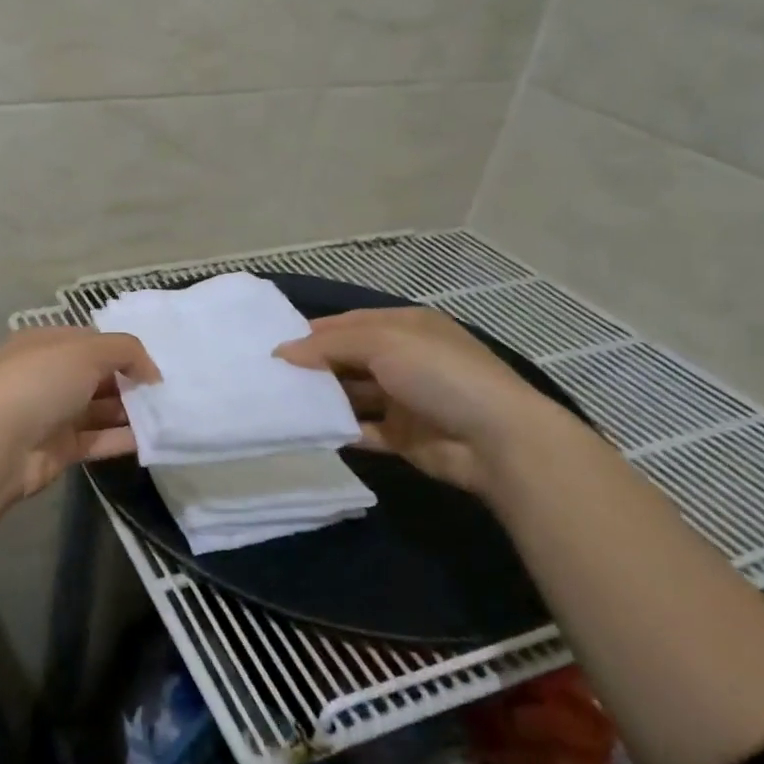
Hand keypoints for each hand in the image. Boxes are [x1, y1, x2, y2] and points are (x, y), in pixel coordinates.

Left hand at [0, 328, 159, 500]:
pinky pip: (98, 440)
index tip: (155, 365)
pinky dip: (123, 439)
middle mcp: (47, 376)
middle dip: (130, 382)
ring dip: (131, 412)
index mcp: (44, 344)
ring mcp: (51, 414)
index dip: (123, 350)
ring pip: (99, 409)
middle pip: (97, 376)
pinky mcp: (59, 449)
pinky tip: (154, 439)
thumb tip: (150, 372)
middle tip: (168, 391)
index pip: (91, 341)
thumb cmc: (38, 382)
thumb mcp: (86, 350)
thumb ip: (125, 351)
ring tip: (169, 414)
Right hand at [274, 308, 571, 493]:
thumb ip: (329, 345)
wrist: (497, 440)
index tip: (272, 346)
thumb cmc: (439, 375)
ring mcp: (404, 399)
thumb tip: (282, 351)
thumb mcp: (382, 343)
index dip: (312, 332)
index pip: (348, 323)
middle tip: (267, 376)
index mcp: (405, 327)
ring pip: (351, 394)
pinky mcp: (403, 436)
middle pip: (347, 358)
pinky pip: (361, 429)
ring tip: (277, 403)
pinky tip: (305, 430)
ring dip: (321, 398)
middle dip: (312, 366)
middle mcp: (404, 359)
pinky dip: (337, 430)